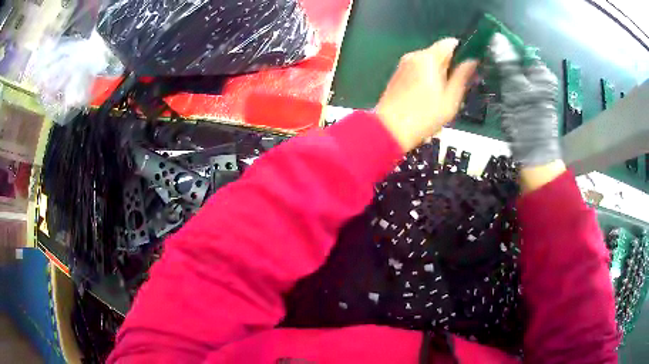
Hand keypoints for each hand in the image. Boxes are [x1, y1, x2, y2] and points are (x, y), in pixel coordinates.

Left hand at [376, 38, 477, 151]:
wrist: (390, 130)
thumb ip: (462, 76)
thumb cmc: (424, 116)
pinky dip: (427, 78)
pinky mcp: (398, 74)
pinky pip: (418, 70)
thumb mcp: (451, 98)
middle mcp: (414, 55)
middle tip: (457, 88)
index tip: (469, 67)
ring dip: (439, 74)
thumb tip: (472, 61)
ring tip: (442, 96)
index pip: (450, 43)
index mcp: (428, 58)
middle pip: (439, 53)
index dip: (463, 52)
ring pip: (429, 62)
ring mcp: (403, 64)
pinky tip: (428, 97)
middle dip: (451, 66)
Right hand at [489, 33, 560, 167]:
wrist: (533, 153)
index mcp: (541, 72)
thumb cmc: (526, 118)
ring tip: (484, 78)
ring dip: (497, 75)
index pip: (520, 50)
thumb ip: (506, 61)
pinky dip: (501, 87)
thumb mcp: (515, 86)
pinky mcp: (526, 103)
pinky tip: (491, 90)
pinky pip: (512, 88)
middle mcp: (539, 79)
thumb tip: (496, 36)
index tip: (486, 49)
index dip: (503, 47)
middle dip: (498, 63)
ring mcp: (533, 92)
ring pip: (512, 75)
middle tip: (483, 66)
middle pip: (515, 62)